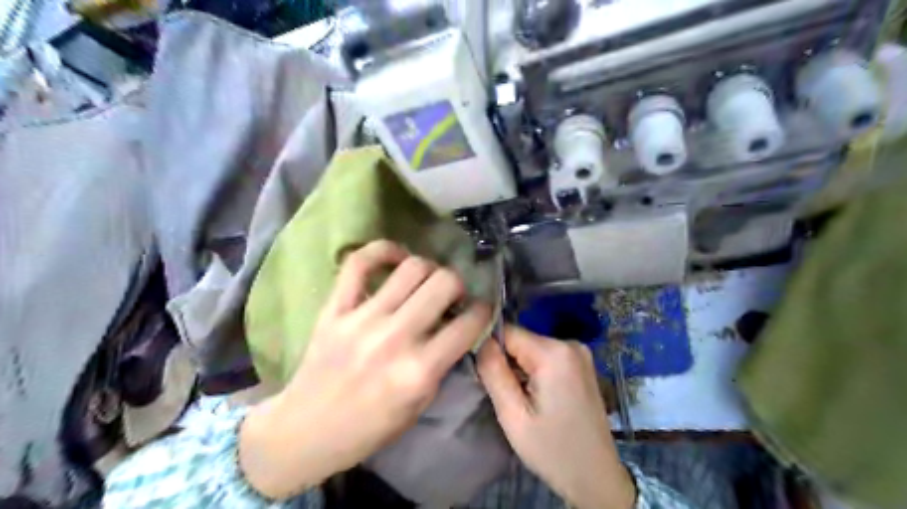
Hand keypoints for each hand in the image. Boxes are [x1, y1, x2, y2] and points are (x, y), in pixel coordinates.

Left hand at [232, 240, 488, 497]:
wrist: (306, 431)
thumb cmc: (368, 427)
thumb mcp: (419, 406)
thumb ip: (442, 363)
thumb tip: (457, 325)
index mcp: (419, 371)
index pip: (468, 324)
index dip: (483, 310)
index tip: (479, 309)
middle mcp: (395, 338)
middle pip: (444, 282)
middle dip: (458, 284)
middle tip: (452, 295)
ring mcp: (362, 319)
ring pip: (412, 267)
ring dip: (429, 269)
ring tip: (426, 281)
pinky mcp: (335, 308)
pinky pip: (359, 262)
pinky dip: (383, 250)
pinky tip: (396, 258)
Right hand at [478, 325, 631, 508]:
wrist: (597, 477)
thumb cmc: (552, 450)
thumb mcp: (513, 415)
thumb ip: (493, 371)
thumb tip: (479, 339)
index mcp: (554, 352)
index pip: (507, 331)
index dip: (490, 349)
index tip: (483, 373)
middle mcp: (570, 343)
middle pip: (520, 339)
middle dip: (506, 360)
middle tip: (504, 393)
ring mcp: (579, 352)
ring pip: (531, 347)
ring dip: (519, 367)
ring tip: (519, 397)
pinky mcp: (581, 363)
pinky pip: (546, 356)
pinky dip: (534, 371)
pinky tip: (536, 396)